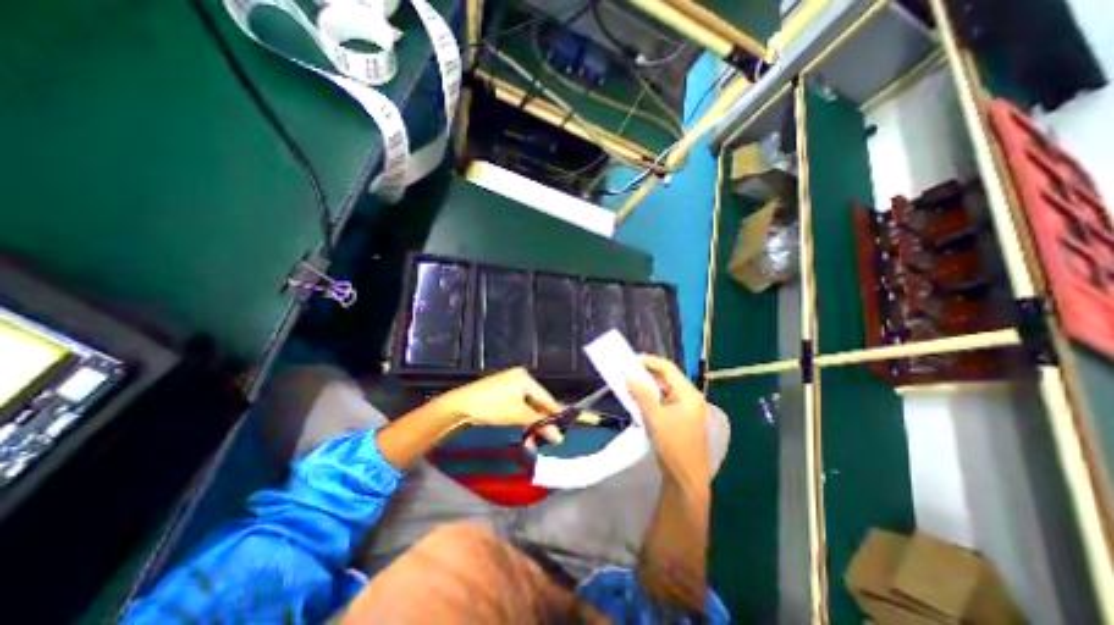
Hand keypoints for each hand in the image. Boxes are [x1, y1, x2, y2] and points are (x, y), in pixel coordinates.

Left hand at [427, 368, 566, 445]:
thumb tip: (560, 436)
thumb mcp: (517, 415)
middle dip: (543, 423)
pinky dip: (523, 423)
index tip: (574, 422)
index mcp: (525, 378)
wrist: (459, 407)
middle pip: (538, 404)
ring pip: (528, 410)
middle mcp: (520, 380)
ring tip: (537, 443)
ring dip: (532, 426)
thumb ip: (539, 424)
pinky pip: (519, 410)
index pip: (547, 398)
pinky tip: (527, 438)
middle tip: (554, 438)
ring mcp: (511, 388)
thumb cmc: (491, 405)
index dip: (559, 413)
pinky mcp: (503, 397)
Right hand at [631, 357, 707, 488]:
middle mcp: (689, 397)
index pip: (668, 368)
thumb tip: (628, 373)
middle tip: (626, 370)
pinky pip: (662, 400)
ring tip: (628, 382)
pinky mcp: (679, 417)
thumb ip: (641, 394)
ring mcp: (685, 408)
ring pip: (663, 389)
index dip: (649, 361)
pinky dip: (650, 397)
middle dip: (646, 373)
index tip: (630, 360)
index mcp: (688, 394)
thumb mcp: (654, 418)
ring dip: (646, 385)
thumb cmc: (673, 447)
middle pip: (666, 377)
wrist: (686, 479)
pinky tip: (637, 398)